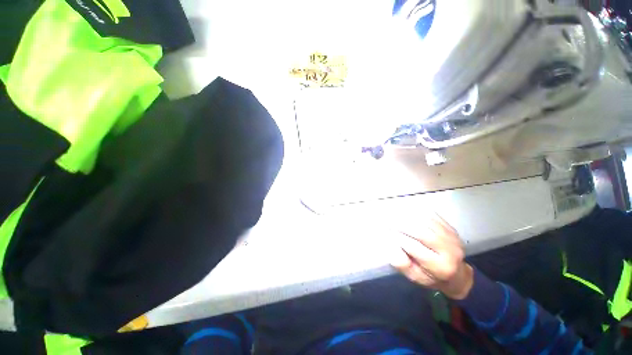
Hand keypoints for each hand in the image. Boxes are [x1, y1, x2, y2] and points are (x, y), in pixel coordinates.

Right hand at [389, 215, 473, 299]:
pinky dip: (417, 212)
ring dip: (408, 217)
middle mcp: (449, 250)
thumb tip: (391, 247)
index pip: (414, 247)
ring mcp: (452, 237)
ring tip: (395, 216)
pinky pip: (431, 216)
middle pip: (421, 232)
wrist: (457, 274)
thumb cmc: (431, 276)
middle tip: (389, 222)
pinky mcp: (451, 228)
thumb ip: (402, 264)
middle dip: (402, 225)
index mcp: (440, 267)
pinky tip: (406, 213)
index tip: (387, 232)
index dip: (398, 237)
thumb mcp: (415, 276)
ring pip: (426, 221)